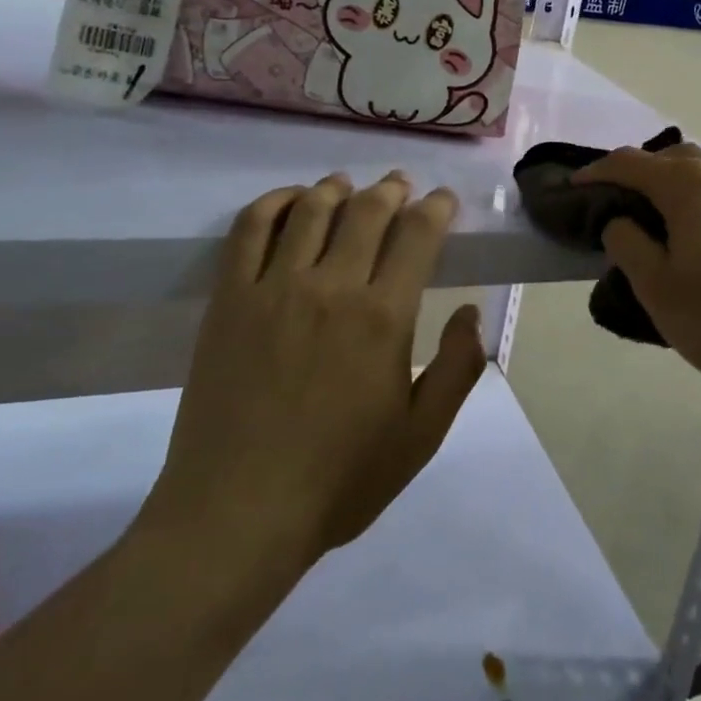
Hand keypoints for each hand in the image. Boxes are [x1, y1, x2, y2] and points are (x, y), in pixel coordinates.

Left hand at [140, 172, 485, 564]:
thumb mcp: (421, 436)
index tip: (444, 200)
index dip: (437, 207)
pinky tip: (290, 201)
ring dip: (337, 188)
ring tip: (347, 185)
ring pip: (312, 209)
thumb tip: (470, 311)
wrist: (237, 514)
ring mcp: (274, 288)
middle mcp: (332, 286)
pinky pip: (251, 229)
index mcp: (384, 316)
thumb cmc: (339, 479)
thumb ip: (457, 367)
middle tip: (401, 185)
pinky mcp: (230, 300)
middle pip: (368, 210)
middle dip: (392, 189)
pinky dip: (274, 202)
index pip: (418, 234)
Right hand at [575, 145, 700, 418]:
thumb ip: (629, 246)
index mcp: (691, 186)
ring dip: (683, 191)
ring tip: (671, 229)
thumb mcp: (659, 291)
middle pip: (676, 160)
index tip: (575, 187)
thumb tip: (622, 220)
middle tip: (624, 206)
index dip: (597, 171)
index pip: (631, 163)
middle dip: (643, 175)